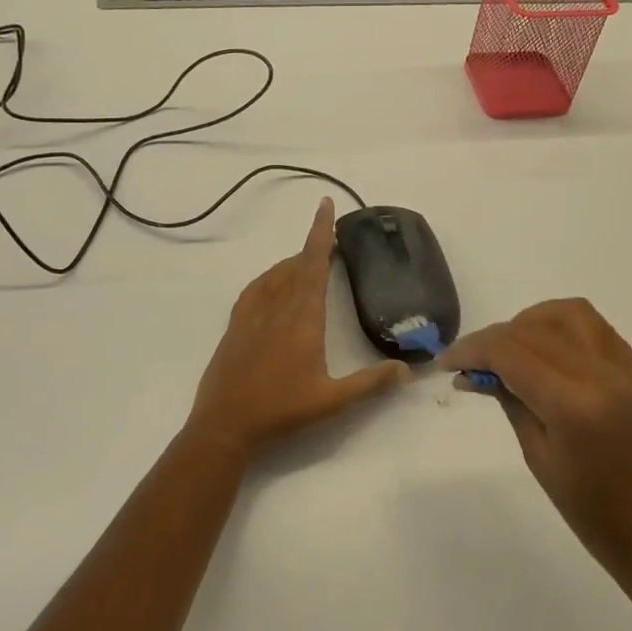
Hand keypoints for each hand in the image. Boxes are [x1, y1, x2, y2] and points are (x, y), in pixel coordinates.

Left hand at [187, 197, 409, 460]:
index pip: (314, 265)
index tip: (325, 205)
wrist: (225, 425)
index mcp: (303, 319)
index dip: (321, 233)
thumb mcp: (332, 401)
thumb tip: (407, 369)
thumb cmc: (281, 411)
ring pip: (275, 276)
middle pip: (296, 265)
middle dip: (313, 245)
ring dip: (293, 262)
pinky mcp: (235, 327)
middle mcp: (277, 308)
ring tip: (308, 259)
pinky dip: (269, 278)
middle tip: (330, 235)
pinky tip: (272, 284)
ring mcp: (252, 316)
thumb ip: (371, 383)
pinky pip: (255, 290)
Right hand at [442, 299, 631, 596]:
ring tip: (510, 350)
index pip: (510, 352)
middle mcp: (602, 374)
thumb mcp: (540, 459)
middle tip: (470, 363)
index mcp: (574, 405)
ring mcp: (627, 370)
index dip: (471, 350)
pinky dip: (562, 328)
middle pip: (534, 329)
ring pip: (569, 314)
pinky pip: (596, 329)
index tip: (446, 362)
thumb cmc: (595, 517)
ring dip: (531, 322)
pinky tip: (546, 353)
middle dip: (493, 338)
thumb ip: (511, 402)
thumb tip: (478, 372)